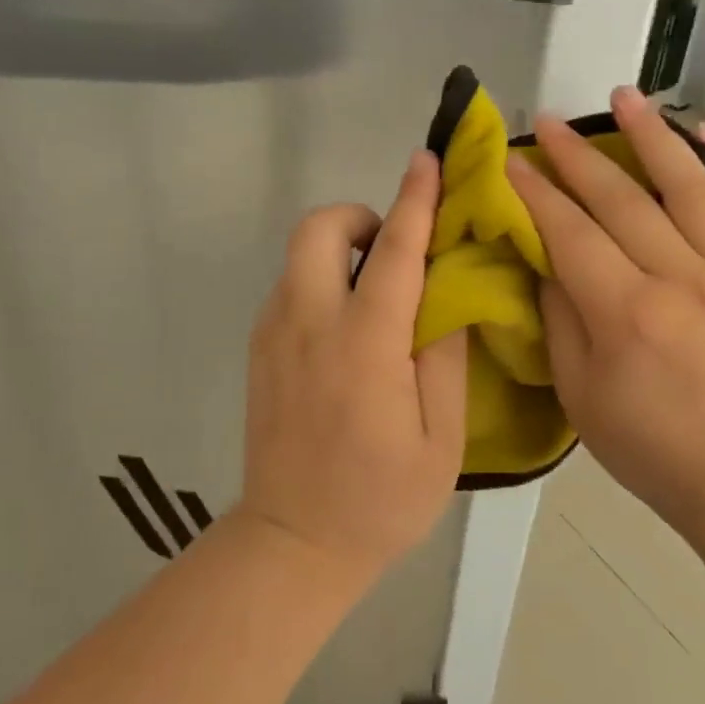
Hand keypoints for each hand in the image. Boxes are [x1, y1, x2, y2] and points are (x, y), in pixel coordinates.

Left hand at [240, 152, 469, 578]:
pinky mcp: (257, 350)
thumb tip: (447, 295)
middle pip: (317, 229)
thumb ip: (444, 356)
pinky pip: (289, 288)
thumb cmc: (380, 500)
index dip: (414, 201)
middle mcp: (308, 324)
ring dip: (339, 252)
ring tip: (375, 299)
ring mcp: (273, 335)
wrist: (293, 544)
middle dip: (357, 218)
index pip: (393, 253)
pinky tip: (345, 333)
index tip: (426, 160)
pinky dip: (320, 283)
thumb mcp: (440, 438)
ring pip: (298, 256)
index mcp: (364, 345)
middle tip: (391, 254)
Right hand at [506, 87, 704, 530]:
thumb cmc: (644, 444)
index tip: (509, 159)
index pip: (571, 233)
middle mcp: (681, 280)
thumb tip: (545, 255)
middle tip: (547, 120)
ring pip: (688, 186)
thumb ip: (559, 314)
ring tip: (624, 97)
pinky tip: (699, 132)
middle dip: (577, 154)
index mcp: (627, 315)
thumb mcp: (577, 391)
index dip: (535, 192)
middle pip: (622, 199)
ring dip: (653, 134)